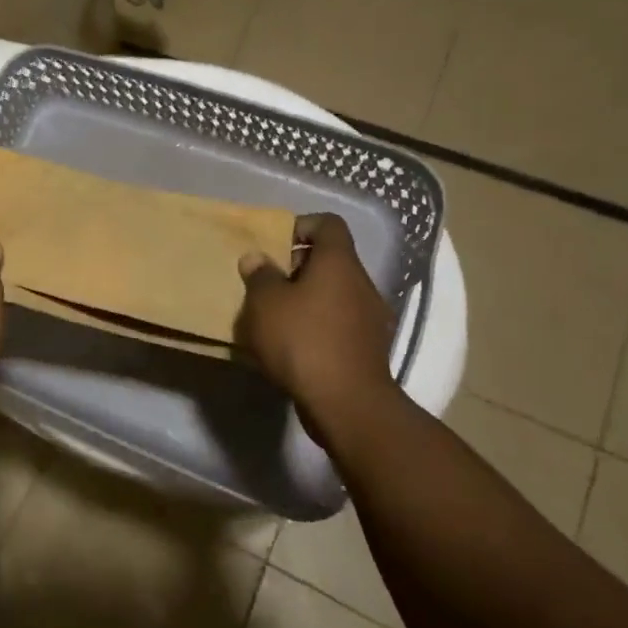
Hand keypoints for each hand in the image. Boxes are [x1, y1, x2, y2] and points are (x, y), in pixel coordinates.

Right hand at [236, 214, 397, 437]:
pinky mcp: (369, 348)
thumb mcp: (265, 303)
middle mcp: (361, 283)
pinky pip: (339, 323)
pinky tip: (294, 346)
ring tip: (276, 318)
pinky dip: (318, 326)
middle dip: (297, 267)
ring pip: (335, 294)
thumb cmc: (303, 340)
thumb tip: (257, 259)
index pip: (328, 224)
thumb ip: (259, 276)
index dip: (301, 225)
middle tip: (268, 285)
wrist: (346, 403)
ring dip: (307, 299)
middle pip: (331, 260)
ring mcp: (371, 317)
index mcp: (339, 262)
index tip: (274, 244)